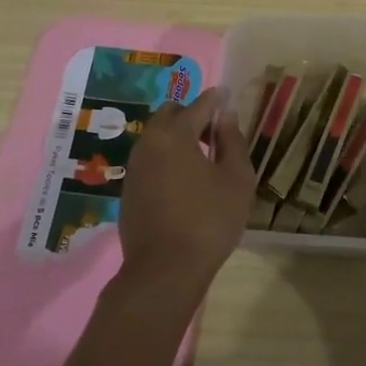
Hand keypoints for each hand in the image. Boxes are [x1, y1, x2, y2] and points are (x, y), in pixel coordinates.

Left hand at [114, 88, 255, 302]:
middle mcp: (148, 143)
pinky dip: (166, 157)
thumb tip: (226, 116)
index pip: (199, 105)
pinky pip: (149, 160)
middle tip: (215, 130)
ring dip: (177, 136)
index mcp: (175, 134)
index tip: (226, 95)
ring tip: (201, 155)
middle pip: (170, 114)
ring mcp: (134, 167)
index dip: (216, 99)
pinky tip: (182, 178)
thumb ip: (233, 141)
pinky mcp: (128, 190)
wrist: (164, 271)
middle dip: (192, 114)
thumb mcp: (236, 179)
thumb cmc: (209, 220)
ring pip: (156, 137)